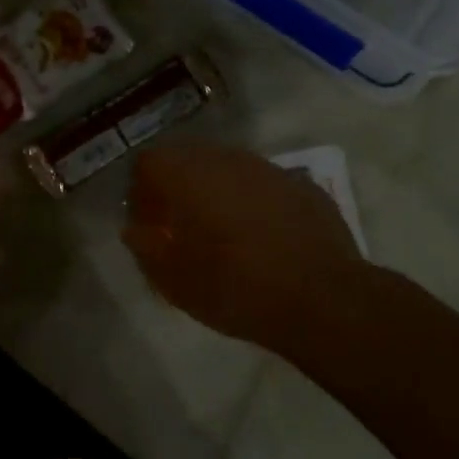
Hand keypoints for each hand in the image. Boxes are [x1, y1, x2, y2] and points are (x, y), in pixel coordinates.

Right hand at [123, 143, 367, 351]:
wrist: (323, 299)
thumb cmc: (236, 287)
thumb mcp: (175, 281)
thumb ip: (146, 248)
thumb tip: (135, 231)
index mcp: (188, 175)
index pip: (149, 161)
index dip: (142, 191)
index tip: (149, 224)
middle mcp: (226, 158)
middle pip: (188, 158)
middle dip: (178, 187)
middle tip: (180, 227)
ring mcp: (268, 168)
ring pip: (228, 168)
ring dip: (217, 191)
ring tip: (223, 233)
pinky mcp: (302, 185)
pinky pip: (263, 185)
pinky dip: (253, 202)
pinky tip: (264, 238)